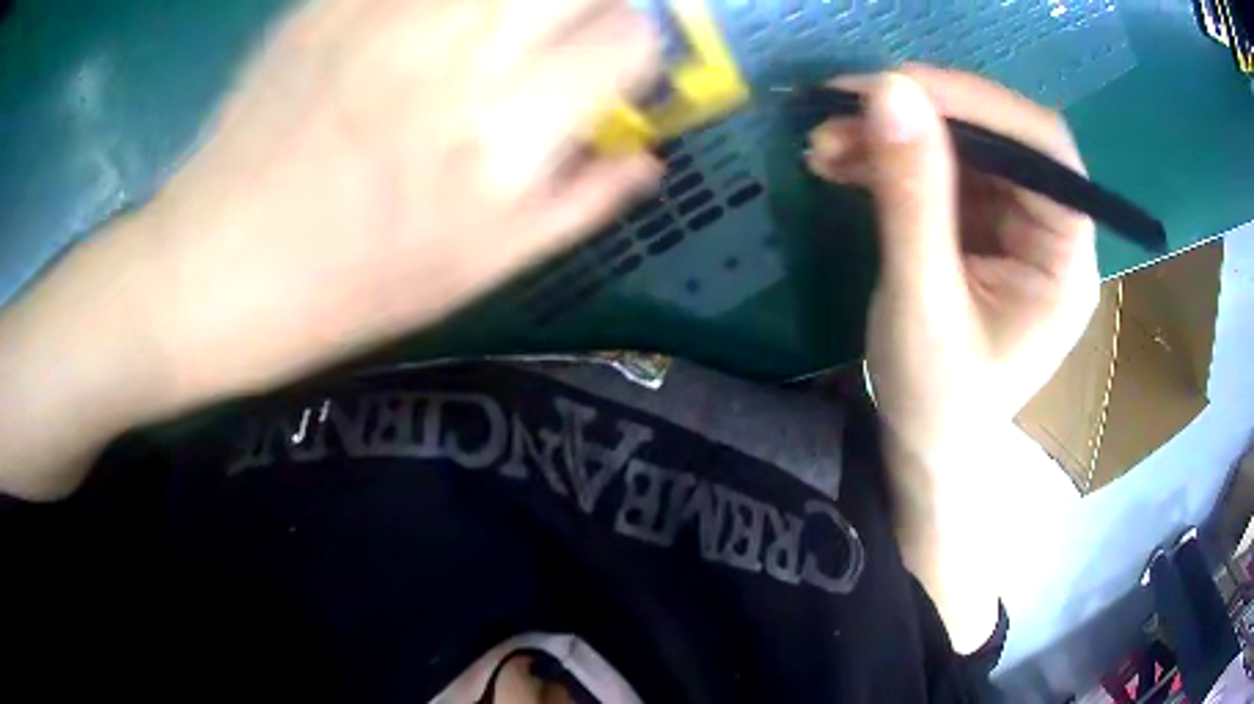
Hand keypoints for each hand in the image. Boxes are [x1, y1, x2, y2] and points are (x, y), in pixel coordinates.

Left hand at [136, 0, 660, 407]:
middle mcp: (456, 51)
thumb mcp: (472, 276)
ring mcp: (386, 13)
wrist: (206, 273)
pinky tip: (427, 31)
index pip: (628, 38)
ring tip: (497, 34)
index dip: (640, 43)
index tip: (618, 62)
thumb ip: (575, 207)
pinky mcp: (329, 3)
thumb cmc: (338, 294)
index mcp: (501, 133)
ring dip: (521, 0)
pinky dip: (442, 2)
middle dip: (592, 3)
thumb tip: (647, 159)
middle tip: (570, 29)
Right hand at [806, 66, 1098, 463]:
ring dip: (892, 136)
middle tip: (840, 109)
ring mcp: (1014, 226)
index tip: (898, 86)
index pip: (1044, 151)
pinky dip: (887, 159)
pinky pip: (937, 171)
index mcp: (1065, 262)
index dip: (979, 104)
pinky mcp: (979, 227)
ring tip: (824, 143)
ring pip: (961, 148)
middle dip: (920, 117)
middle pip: (998, 139)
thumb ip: (912, 199)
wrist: (924, 447)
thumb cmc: (937, 402)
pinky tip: (840, 163)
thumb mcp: (922, 305)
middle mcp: (1049, 232)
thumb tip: (889, 91)